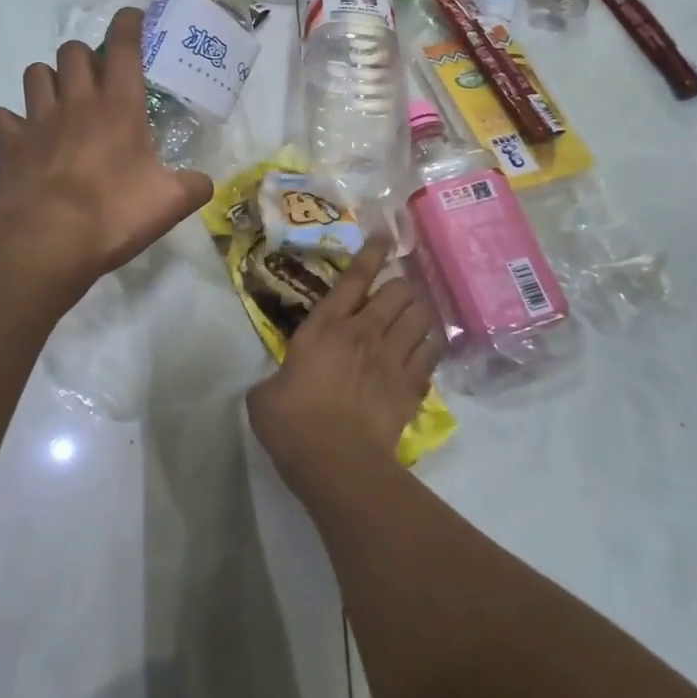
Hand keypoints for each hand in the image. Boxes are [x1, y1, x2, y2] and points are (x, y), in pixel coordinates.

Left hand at [0, 5, 213, 298]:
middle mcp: (76, 102)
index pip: (123, 45)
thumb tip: (204, 182)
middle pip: (72, 51)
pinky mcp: (7, 144)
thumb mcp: (170, 204)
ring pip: (35, 73)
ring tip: (61, 102)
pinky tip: (25, 138)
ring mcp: (36, 120)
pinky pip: (3, 117)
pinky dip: (13, 122)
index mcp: (119, 106)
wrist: (47, 243)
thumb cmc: (113, 215)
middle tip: (98, 80)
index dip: (128, 24)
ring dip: (49, 79)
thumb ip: (194, 186)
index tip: (132, 19)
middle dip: (86, 56)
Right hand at [248, 237, 444, 491]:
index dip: (371, 253)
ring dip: (419, 312)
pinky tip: (427, 347)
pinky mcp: (411, 386)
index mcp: (325, 326)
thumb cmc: (291, 422)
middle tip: (395, 293)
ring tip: (415, 316)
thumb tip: (279, 385)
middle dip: (400, 287)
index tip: (384, 236)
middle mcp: (364, 332)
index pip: (354, 278)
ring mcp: (392, 358)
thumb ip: (276, 378)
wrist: (335, 461)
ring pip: (421, 317)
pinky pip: (431, 353)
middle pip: (397, 292)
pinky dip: (431, 345)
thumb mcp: (265, 394)